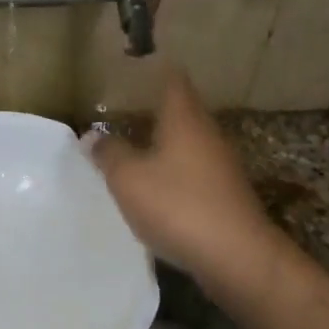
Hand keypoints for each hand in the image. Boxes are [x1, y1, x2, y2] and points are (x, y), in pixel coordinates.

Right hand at [89, 70, 278, 289]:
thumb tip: (92, 135)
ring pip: (188, 143)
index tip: (134, 71)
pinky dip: (174, 172)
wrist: (237, 257)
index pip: (173, 80)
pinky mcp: (226, 194)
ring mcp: (221, 165)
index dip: (155, 72)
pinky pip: (194, 171)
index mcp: (184, 119)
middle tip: (122, 113)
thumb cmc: (178, 206)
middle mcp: (207, 134)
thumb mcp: (128, 179)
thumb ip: (108, 153)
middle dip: (154, 110)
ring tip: (133, 149)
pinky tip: (156, 188)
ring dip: (164, 144)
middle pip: (182, 111)